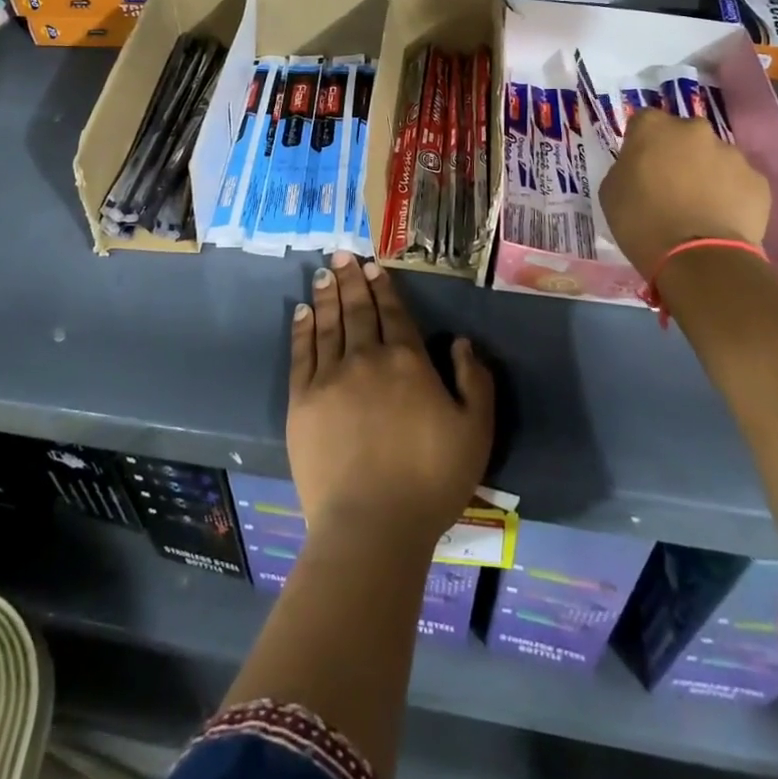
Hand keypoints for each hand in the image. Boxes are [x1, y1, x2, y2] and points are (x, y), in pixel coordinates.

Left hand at [289, 252, 492, 548]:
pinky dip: (302, 328)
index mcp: (406, 361)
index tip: (372, 266)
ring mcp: (330, 376)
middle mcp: (366, 357)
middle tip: (342, 254)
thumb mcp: (476, 432)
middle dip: (351, 279)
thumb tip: (460, 341)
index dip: (382, 287)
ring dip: (327, 295)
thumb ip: (475, 381)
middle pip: (357, 309)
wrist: (373, 524)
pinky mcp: (302, 400)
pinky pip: (301, 353)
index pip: (392, 313)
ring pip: (328, 323)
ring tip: (324, 273)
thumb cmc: (431, 480)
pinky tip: (302, 311)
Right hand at [599, 108, 771, 275]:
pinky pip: (738, 182)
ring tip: (699, 207)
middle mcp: (694, 129)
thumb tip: (641, 167)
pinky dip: (730, 194)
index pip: (643, 122)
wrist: (698, 259)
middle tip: (670, 185)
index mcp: (653, 127)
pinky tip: (720, 219)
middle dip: (678, 154)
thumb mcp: (611, 191)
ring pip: (714, 157)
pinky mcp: (758, 180)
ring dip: (706, 173)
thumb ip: (627, 167)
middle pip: (683, 135)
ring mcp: (731, 153)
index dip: (641, 144)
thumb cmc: (641, 222)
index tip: (639, 166)